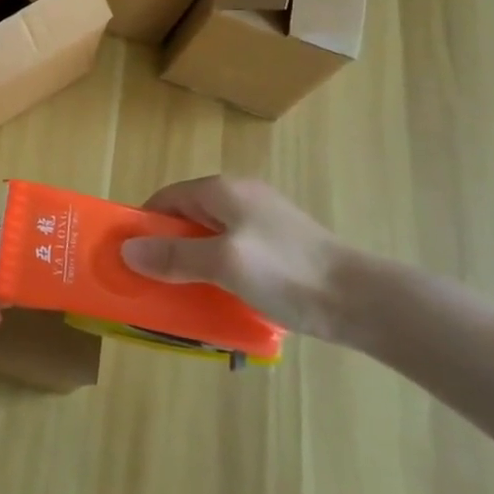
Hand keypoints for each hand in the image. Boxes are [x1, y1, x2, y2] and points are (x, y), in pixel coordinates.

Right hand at [121, 176, 365, 342]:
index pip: (165, 199)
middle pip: (187, 218)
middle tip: (154, 281)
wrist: (366, 302)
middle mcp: (241, 197)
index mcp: (223, 191)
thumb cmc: (287, 273)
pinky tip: (223, 296)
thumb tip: (126, 250)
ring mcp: (265, 220)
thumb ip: (173, 256)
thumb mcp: (223, 263)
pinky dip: (220, 270)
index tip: (132, 259)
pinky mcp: (282, 245)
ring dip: (194, 262)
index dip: (144, 226)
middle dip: (167, 247)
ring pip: (211, 237)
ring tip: (185, 293)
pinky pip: (235, 251)